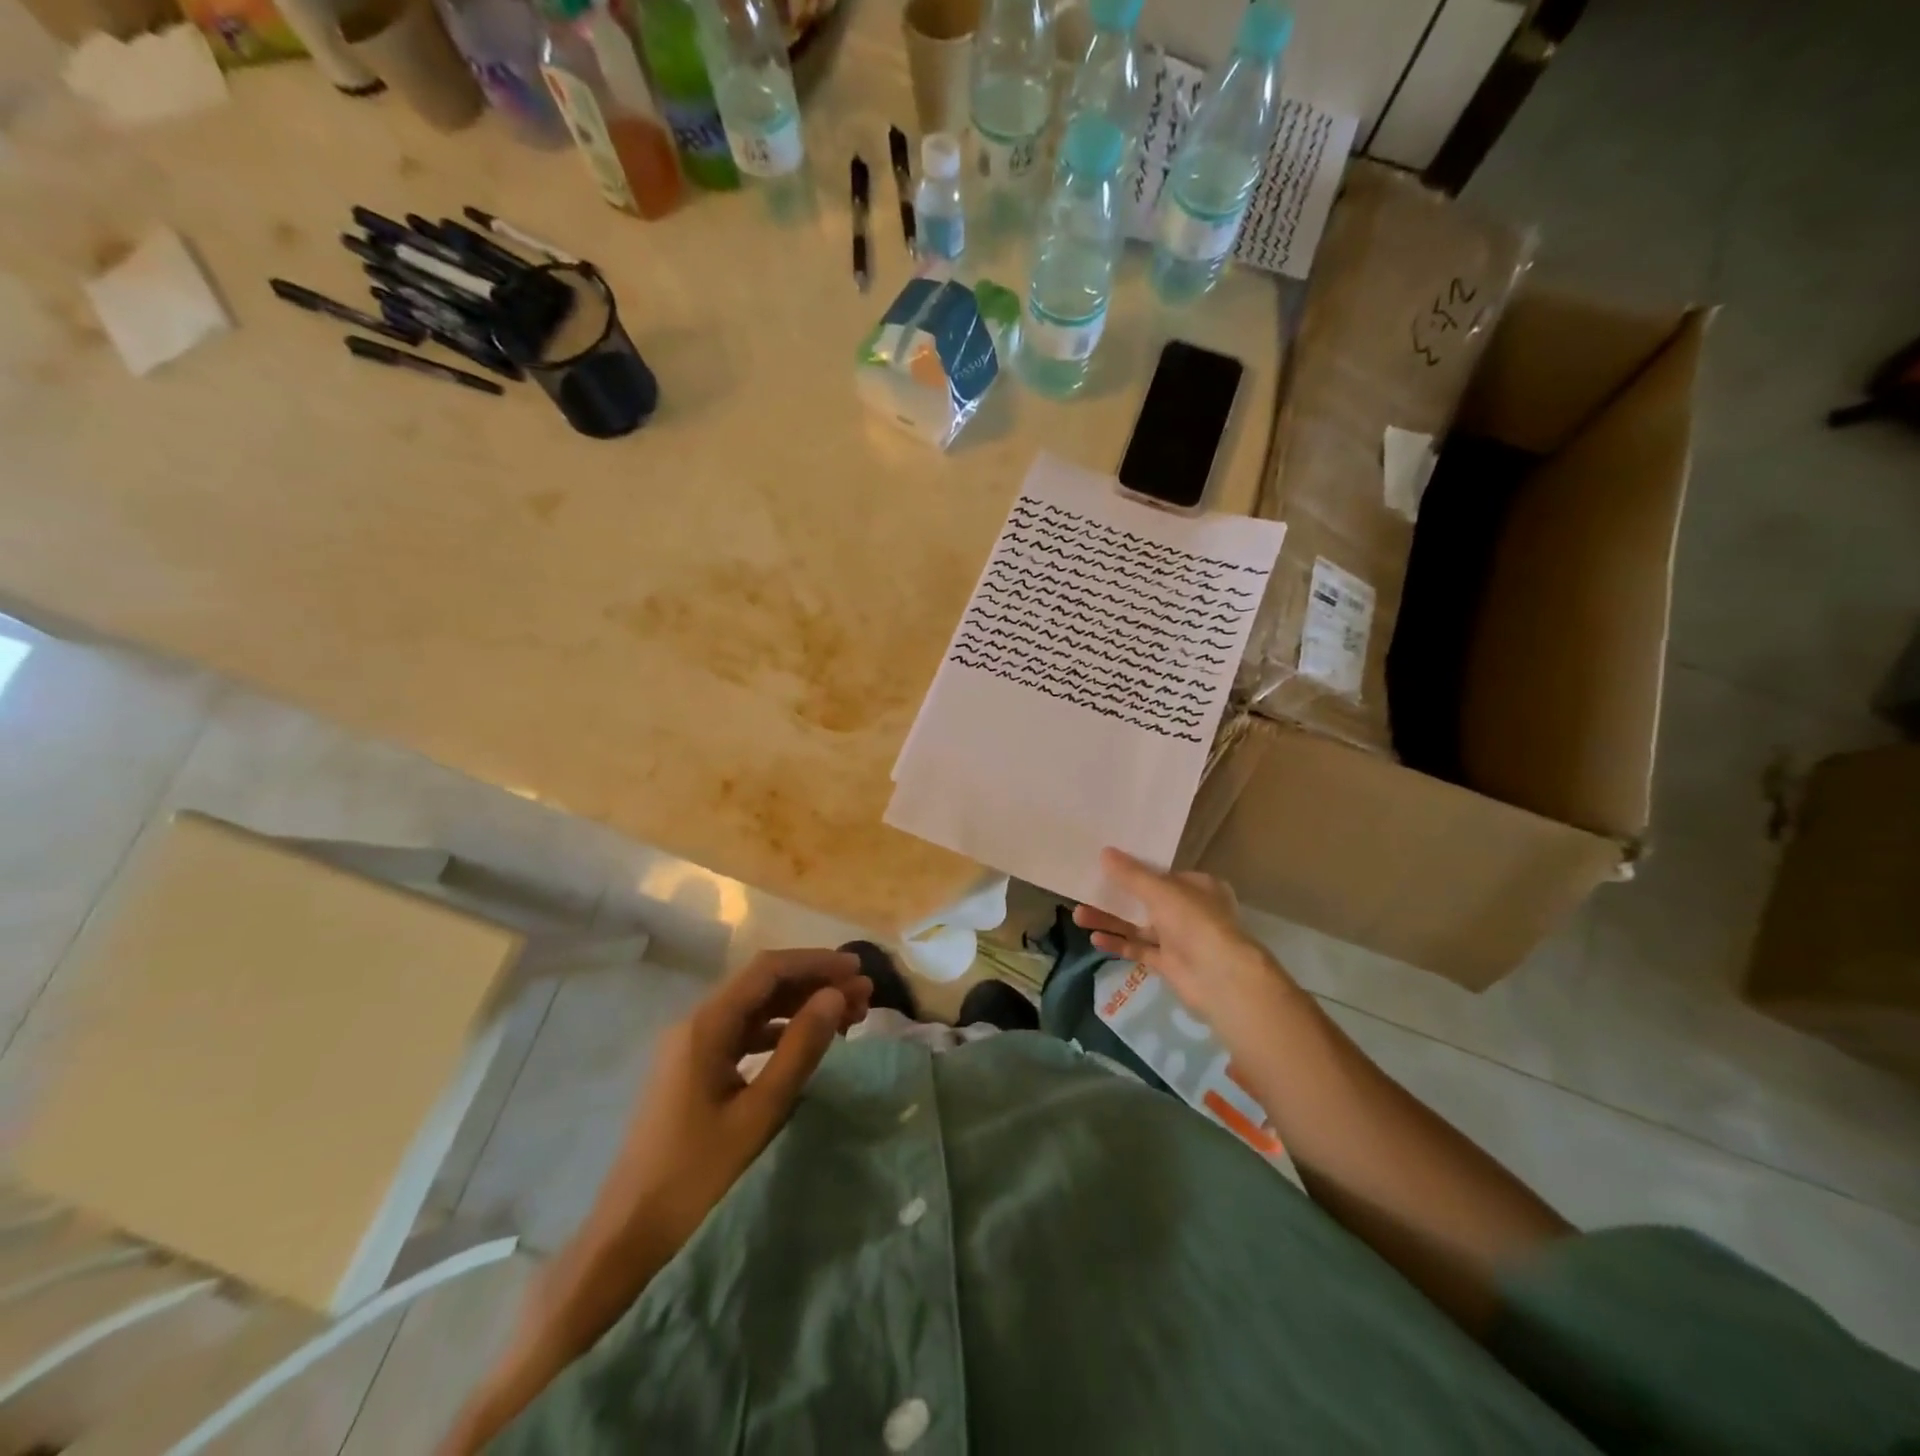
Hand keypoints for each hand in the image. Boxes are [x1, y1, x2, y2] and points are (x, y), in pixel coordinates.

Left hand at [603, 948, 871, 1258]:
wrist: (628, 1238)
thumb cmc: (696, 1177)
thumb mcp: (759, 1113)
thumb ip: (799, 1049)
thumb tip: (834, 996)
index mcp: (705, 1026)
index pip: (768, 970)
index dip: (816, 963)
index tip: (858, 970)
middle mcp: (695, 1024)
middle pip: (762, 985)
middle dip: (814, 984)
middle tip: (863, 998)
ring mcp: (691, 1047)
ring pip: (755, 1009)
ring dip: (800, 1006)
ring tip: (848, 1016)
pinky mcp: (693, 1071)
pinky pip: (743, 1034)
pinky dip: (780, 1031)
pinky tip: (807, 1042)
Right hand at [1072, 848, 1294, 1028]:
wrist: (1220, 978)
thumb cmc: (1195, 922)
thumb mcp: (1160, 890)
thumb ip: (1131, 875)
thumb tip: (1104, 853)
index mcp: (1198, 887)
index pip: (1163, 873)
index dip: (1135, 869)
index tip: (1106, 866)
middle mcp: (1190, 911)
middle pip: (1146, 900)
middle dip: (1116, 897)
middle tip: (1085, 891)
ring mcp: (1180, 939)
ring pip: (1139, 926)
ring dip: (1111, 920)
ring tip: (1078, 915)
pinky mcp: (1169, 964)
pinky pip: (1139, 949)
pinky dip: (1119, 944)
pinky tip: (1095, 938)